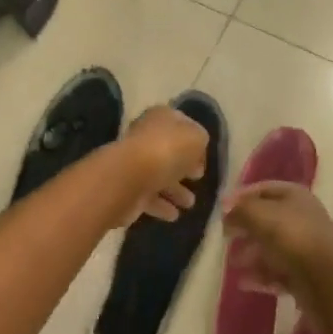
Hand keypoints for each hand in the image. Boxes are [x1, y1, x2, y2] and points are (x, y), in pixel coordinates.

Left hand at [113, 106, 208, 224]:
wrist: (130, 177)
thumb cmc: (167, 150)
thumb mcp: (196, 137)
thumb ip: (200, 140)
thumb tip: (196, 152)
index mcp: (160, 118)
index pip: (181, 124)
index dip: (194, 139)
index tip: (204, 158)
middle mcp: (145, 137)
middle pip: (169, 151)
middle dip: (184, 167)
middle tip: (197, 179)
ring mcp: (135, 163)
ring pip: (160, 176)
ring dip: (175, 190)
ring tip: (190, 204)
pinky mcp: (128, 188)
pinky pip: (149, 196)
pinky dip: (162, 205)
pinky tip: (174, 215)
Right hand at [223, 181, 332, 304]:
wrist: (326, 280)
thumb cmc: (290, 237)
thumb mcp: (258, 214)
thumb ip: (239, 209)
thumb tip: (227, 209)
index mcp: (295, 196)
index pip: (263, 189)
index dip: (241, 196)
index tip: (221, 209)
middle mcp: (302, 218)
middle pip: (267, 219)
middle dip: (245, 228)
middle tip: (225, 236)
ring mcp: (305, 247)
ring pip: (271, 247)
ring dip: (250, 254)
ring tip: (233, 263)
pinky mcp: (305, 274)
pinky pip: (277, 271)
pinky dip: (261, 275)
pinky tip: (244, 283)